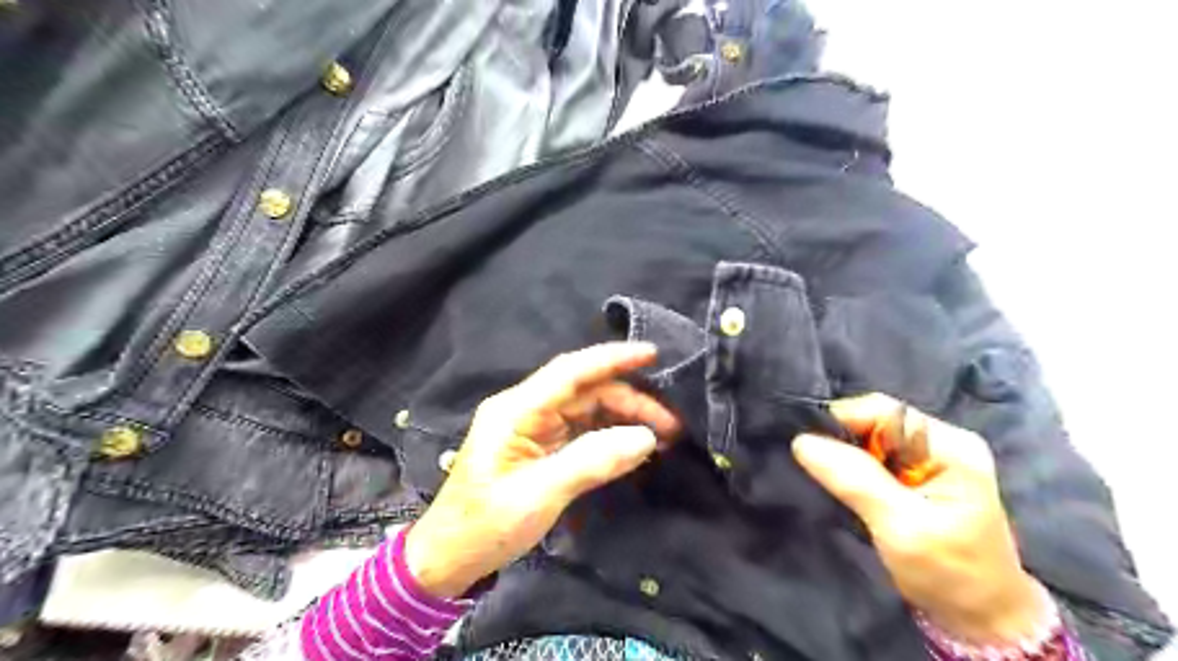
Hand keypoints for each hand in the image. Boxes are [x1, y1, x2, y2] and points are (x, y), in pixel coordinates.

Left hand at [406, 342, 681, 598]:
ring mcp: (533, 426)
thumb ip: (592, 462)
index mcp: (516, 410)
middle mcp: (526, 409)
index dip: (612, 359)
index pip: (571, 372)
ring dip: (624, 418)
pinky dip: (610, 434)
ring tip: (663, 436)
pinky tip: (634, 445)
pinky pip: (582, 429)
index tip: (652, 353)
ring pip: (588, 408)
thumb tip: (645, 438)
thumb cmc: (485, 525)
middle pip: (586, 391)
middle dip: (630, 401)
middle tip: (672, 425)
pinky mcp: (540, 445)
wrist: (449, 556)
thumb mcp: (539, 495)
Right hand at [795, 391, 1044, 644]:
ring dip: (845, 456)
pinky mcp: (919, 474)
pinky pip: (875, 457)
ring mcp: (931, 457)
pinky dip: (854, 468)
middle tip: (816, 469)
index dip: (840, 422)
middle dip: (842, 441)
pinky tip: (844, 485)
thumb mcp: (900, 526)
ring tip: (826, 478)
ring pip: (871, 439)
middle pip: (875, 420)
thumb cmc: (949, 573)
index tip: (808, 448)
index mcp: (950, 445)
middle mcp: (941, 441)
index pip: (882, 410)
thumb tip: (801, 441)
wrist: (983, 618)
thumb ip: (855, 480)